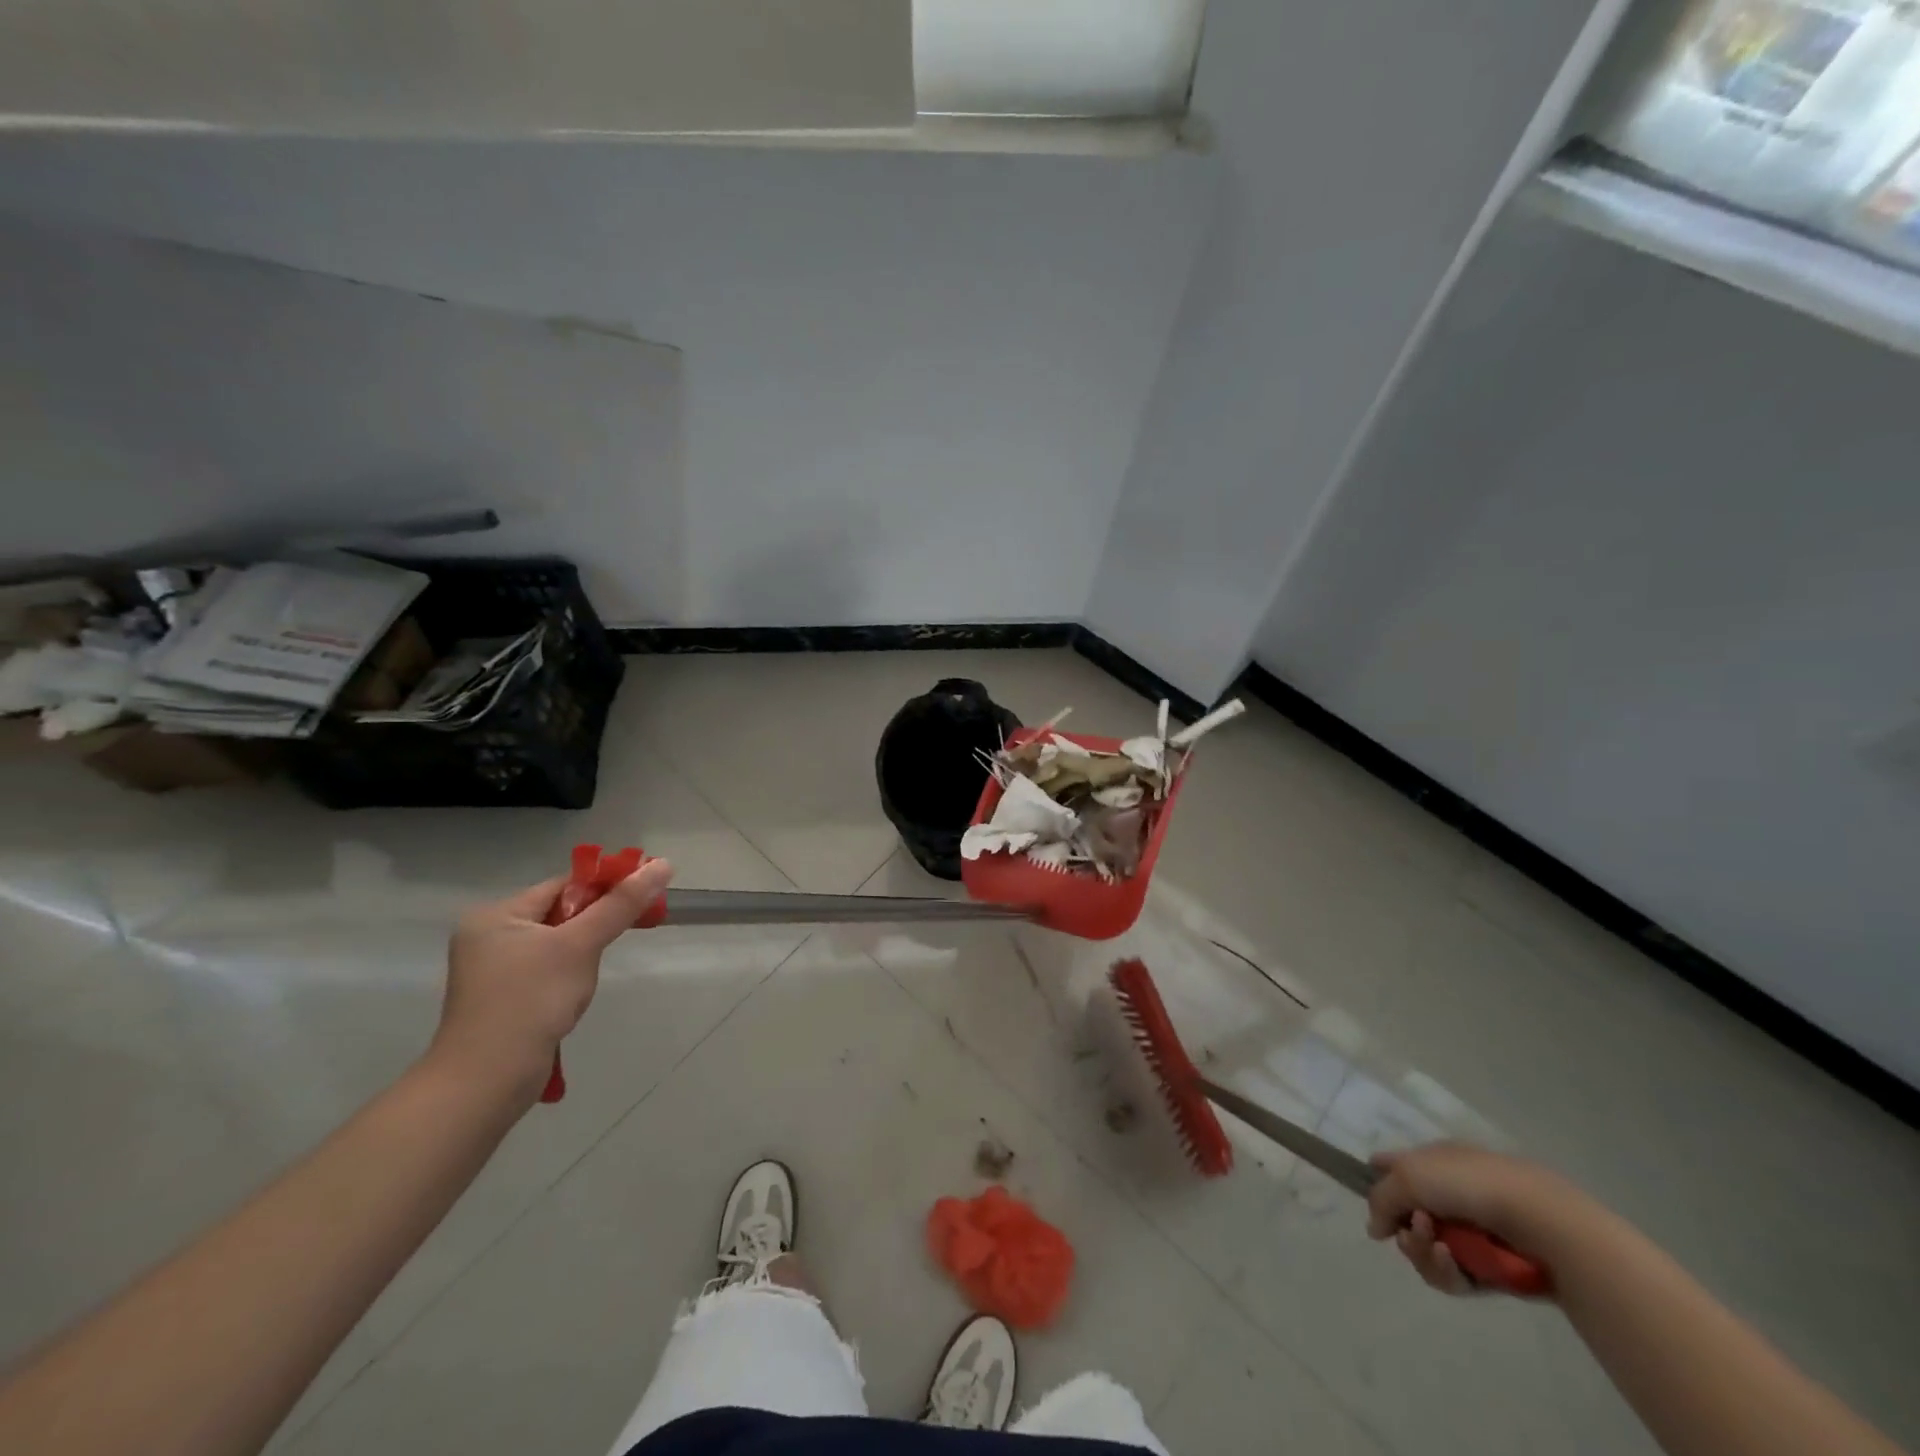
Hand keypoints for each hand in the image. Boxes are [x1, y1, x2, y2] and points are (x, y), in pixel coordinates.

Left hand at [430, 859, 674, 1100]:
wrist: (485, 1083)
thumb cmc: (530, 1002)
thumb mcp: (581, 946)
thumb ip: (622, 905)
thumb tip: (663, 864)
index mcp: (496, 915)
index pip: (563, 886)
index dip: (605, 889)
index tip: (641, 900)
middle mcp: (488, 936)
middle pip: (560, 914)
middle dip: (593, 928)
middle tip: (620, 940)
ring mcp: (492, 970)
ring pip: (556, 946)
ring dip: (581, 957)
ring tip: (585, 982)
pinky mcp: (501, 999)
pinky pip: (545, 972)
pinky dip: (566, 978)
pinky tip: (571, 1000)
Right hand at [1366, 1142, 1583, 1295]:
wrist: (1536, 1220)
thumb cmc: (1466, 1184)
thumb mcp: (1408, 1177)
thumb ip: (1380, 1200)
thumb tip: (1374, 1228)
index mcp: (1430, 1162)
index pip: (1392, 1166)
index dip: (1377, 1181)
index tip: (1372, 1204)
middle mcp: (1445, 1194)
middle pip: (1405, 1217)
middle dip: (1403, 1229)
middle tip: (1409, 1232)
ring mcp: (1466, 1232)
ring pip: (1424, 1249)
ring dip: (1421, 1251)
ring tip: (1437, 1248)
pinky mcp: (1484, 1267)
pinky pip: (1451, 1274)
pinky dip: (1445, 1270)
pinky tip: (1452, 1262)